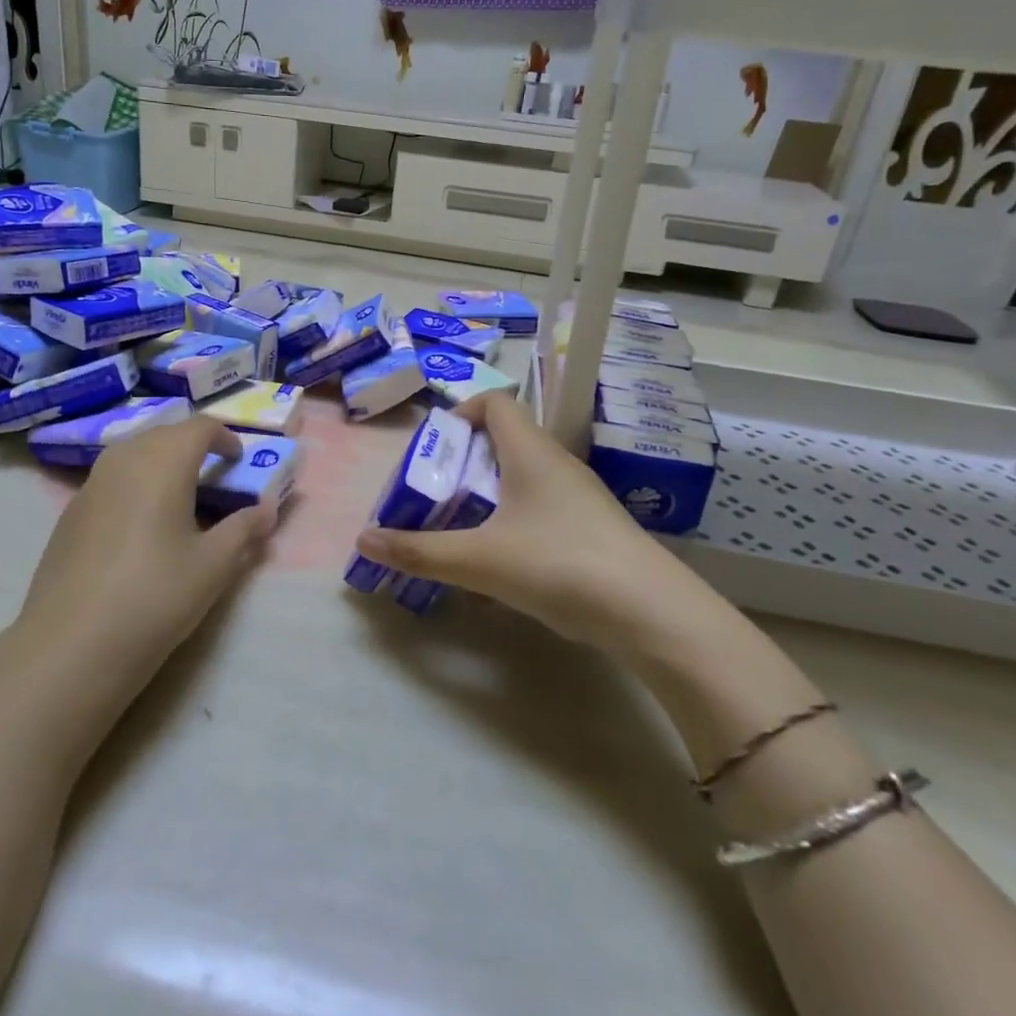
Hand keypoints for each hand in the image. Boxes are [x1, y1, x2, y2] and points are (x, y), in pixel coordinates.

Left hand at [16, 416, 277, 698]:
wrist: (72, 643)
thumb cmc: (155, 595)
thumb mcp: (213, 565)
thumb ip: (244, 530)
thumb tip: (267, 511)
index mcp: (163, 462)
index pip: (199, 427)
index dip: (224, 436)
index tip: (239, 459)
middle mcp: (124, 460)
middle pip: (164, 434)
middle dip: (192, 446)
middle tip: (214, 476)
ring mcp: (91, 484)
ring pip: (133, 454)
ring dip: (161, 463)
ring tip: (180, 498)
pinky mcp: (71, 512)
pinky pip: (112, 479)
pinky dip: (135, 485)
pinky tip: (140, 526)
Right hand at [354, 391, 705, 655]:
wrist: (650, 613)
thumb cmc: (559, 564)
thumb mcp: (479, 560)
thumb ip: (420, 551)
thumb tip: (364, 539)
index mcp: (530, 451)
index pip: (496, 403)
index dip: (461, 414)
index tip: (435, 451)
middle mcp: (556, 463)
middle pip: (503, 442)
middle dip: (463, 465)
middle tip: (433, 497)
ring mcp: (578, 497)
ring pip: (522, 480)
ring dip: (486, 498)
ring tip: (458, 530)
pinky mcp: (590, 529)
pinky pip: (540, 510)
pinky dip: (512, 524)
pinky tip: (499, 565)